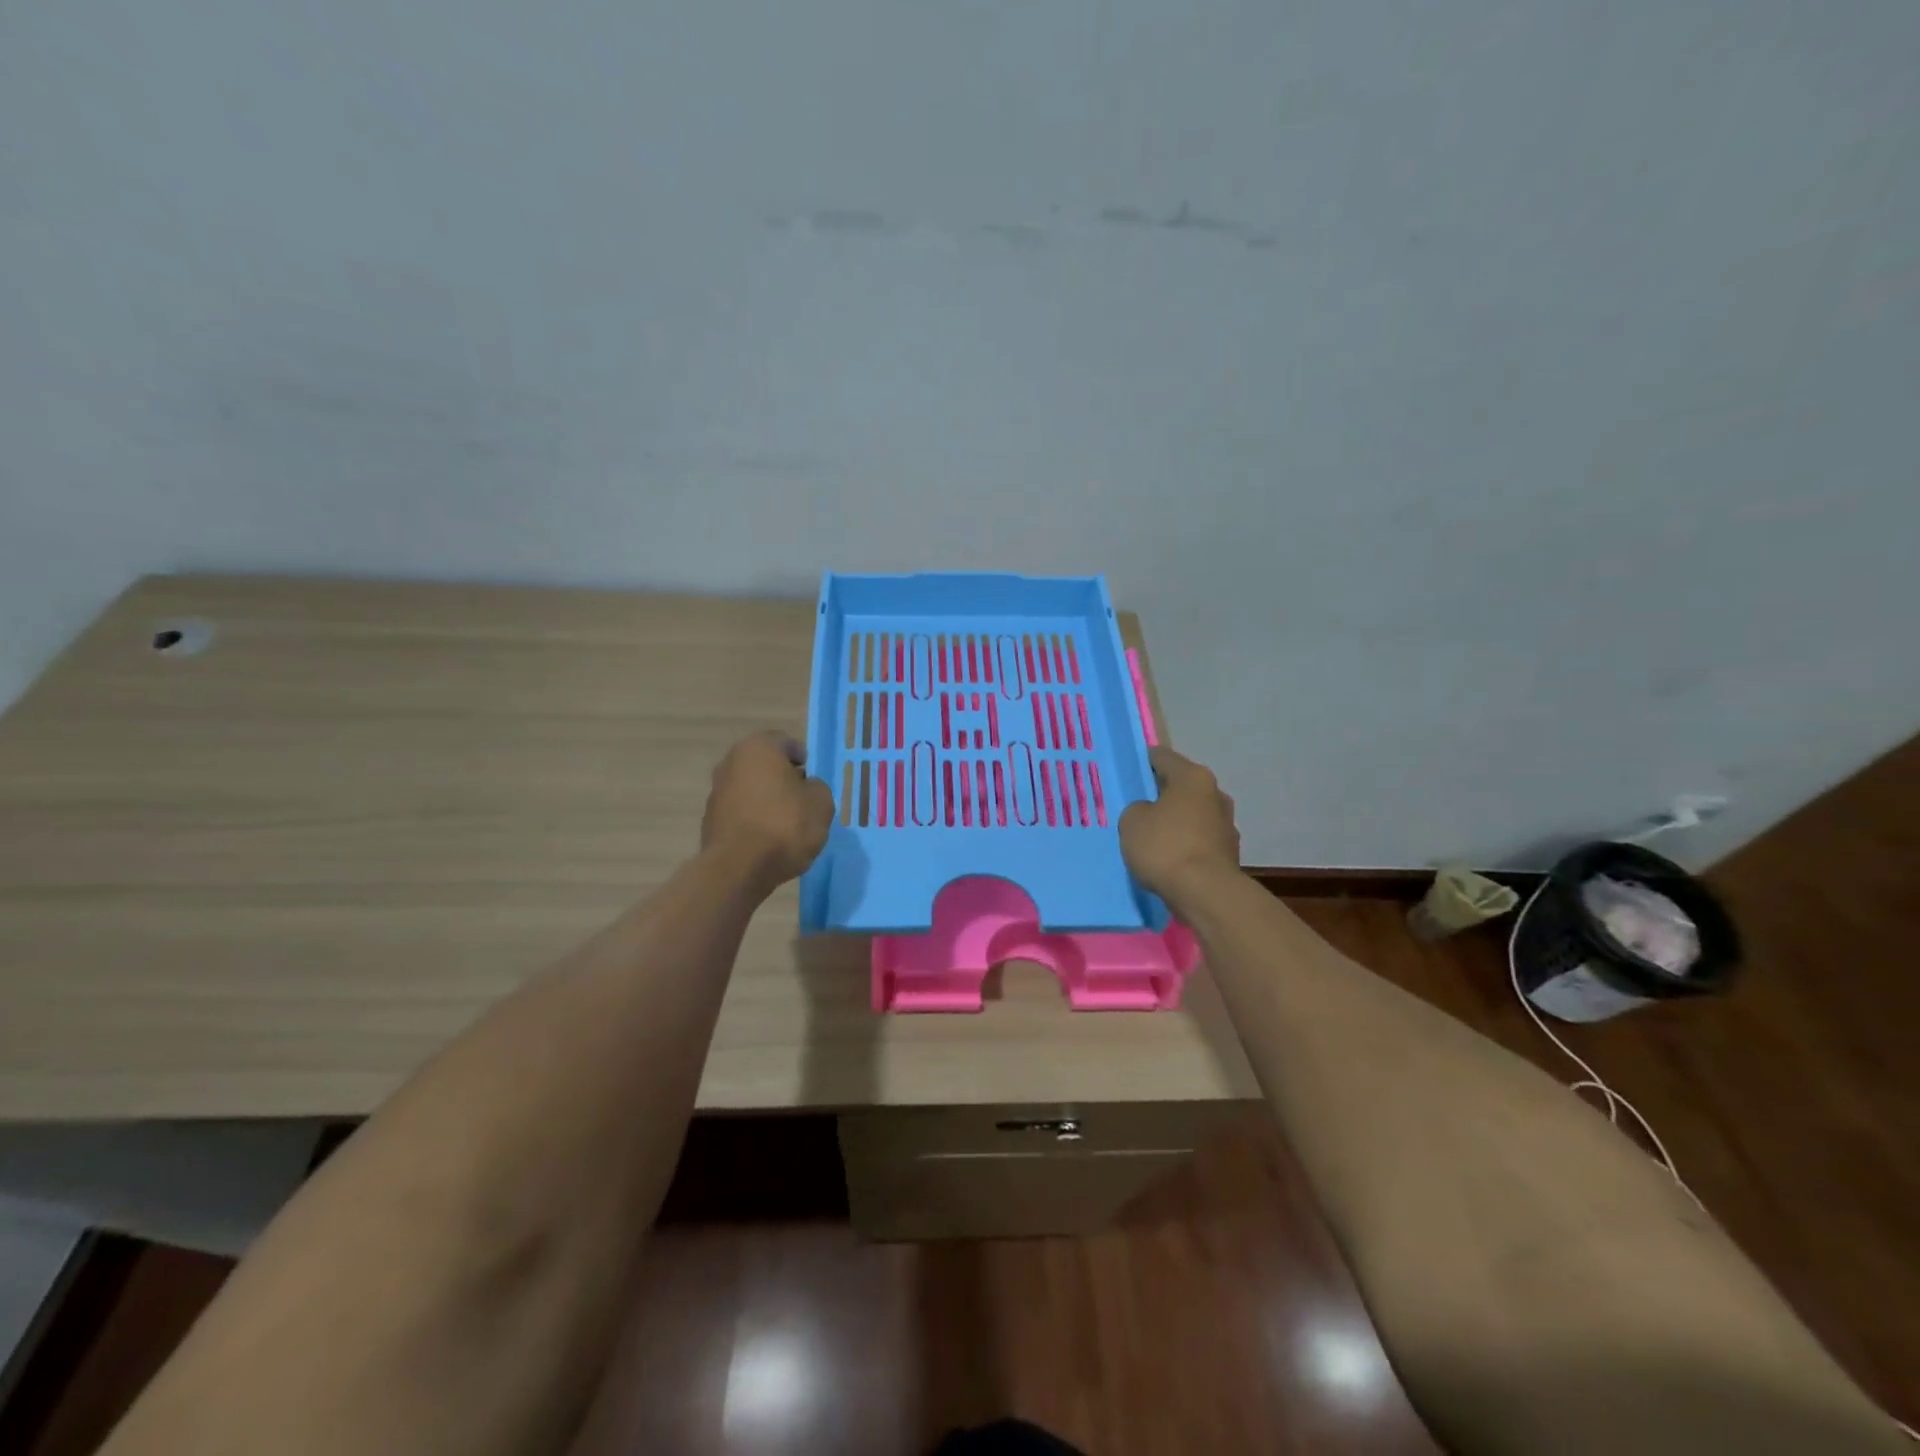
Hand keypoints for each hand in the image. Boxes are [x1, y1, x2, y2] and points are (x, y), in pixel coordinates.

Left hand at [701, 732, 834, 888]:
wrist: (738, 868)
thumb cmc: (785, 825)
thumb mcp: (821, 803)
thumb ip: (817, 787)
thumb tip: (806, 788)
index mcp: (758, 748)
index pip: (786, 743)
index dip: (804, 760)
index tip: (813, 781)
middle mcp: (731, 762)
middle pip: (765, 766)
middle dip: (783, 780)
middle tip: (802, 801)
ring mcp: (716, 791)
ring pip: (751, 789)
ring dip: (767, 800)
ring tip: (786, 825)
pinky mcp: (710, 819)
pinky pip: (740, 812)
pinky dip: (753, 819)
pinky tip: (767, 840)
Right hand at [1120, 747, 1240, 897]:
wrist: (1205, 894)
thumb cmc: (1165, 847)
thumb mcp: (1132, 821)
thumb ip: (1138, 809)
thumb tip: (1150, 813)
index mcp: (1193, 777)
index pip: (1162, 757)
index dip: (1142, 762)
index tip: (1127, 772)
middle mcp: (1215, 795)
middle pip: (1181, 787)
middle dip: (1161, 794)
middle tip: (1137, 807)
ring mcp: (1227, 825)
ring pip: (1192, 815)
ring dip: (1176, 821)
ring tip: (1152, 837)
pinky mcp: (1229, 853)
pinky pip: (1199, 841)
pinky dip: (1185, 845)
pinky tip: (1168, 859)